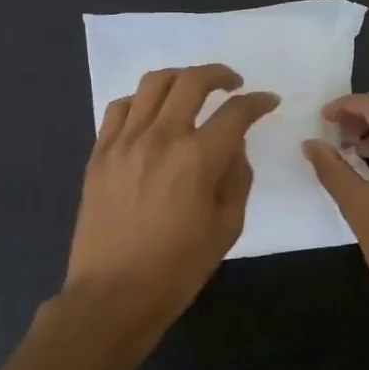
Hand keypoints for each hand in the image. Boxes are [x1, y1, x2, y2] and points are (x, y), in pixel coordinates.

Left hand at [61, 65, 278, 347]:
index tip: (268, 101)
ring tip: (192, 89)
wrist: (113, 294)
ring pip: (153, 84)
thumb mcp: (227, 226)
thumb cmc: (178, 267)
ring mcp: (124, 142)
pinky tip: (152, 113)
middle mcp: (160, 138)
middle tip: (233, 83)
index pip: (235, 112)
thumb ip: (237, 177)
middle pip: (191, 82)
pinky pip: (120, 108)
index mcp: (197, 158)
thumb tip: (233, 147)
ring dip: (180, 78)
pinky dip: (142, 100)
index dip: (258, 102)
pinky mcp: (100, 153)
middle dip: (219, 74)